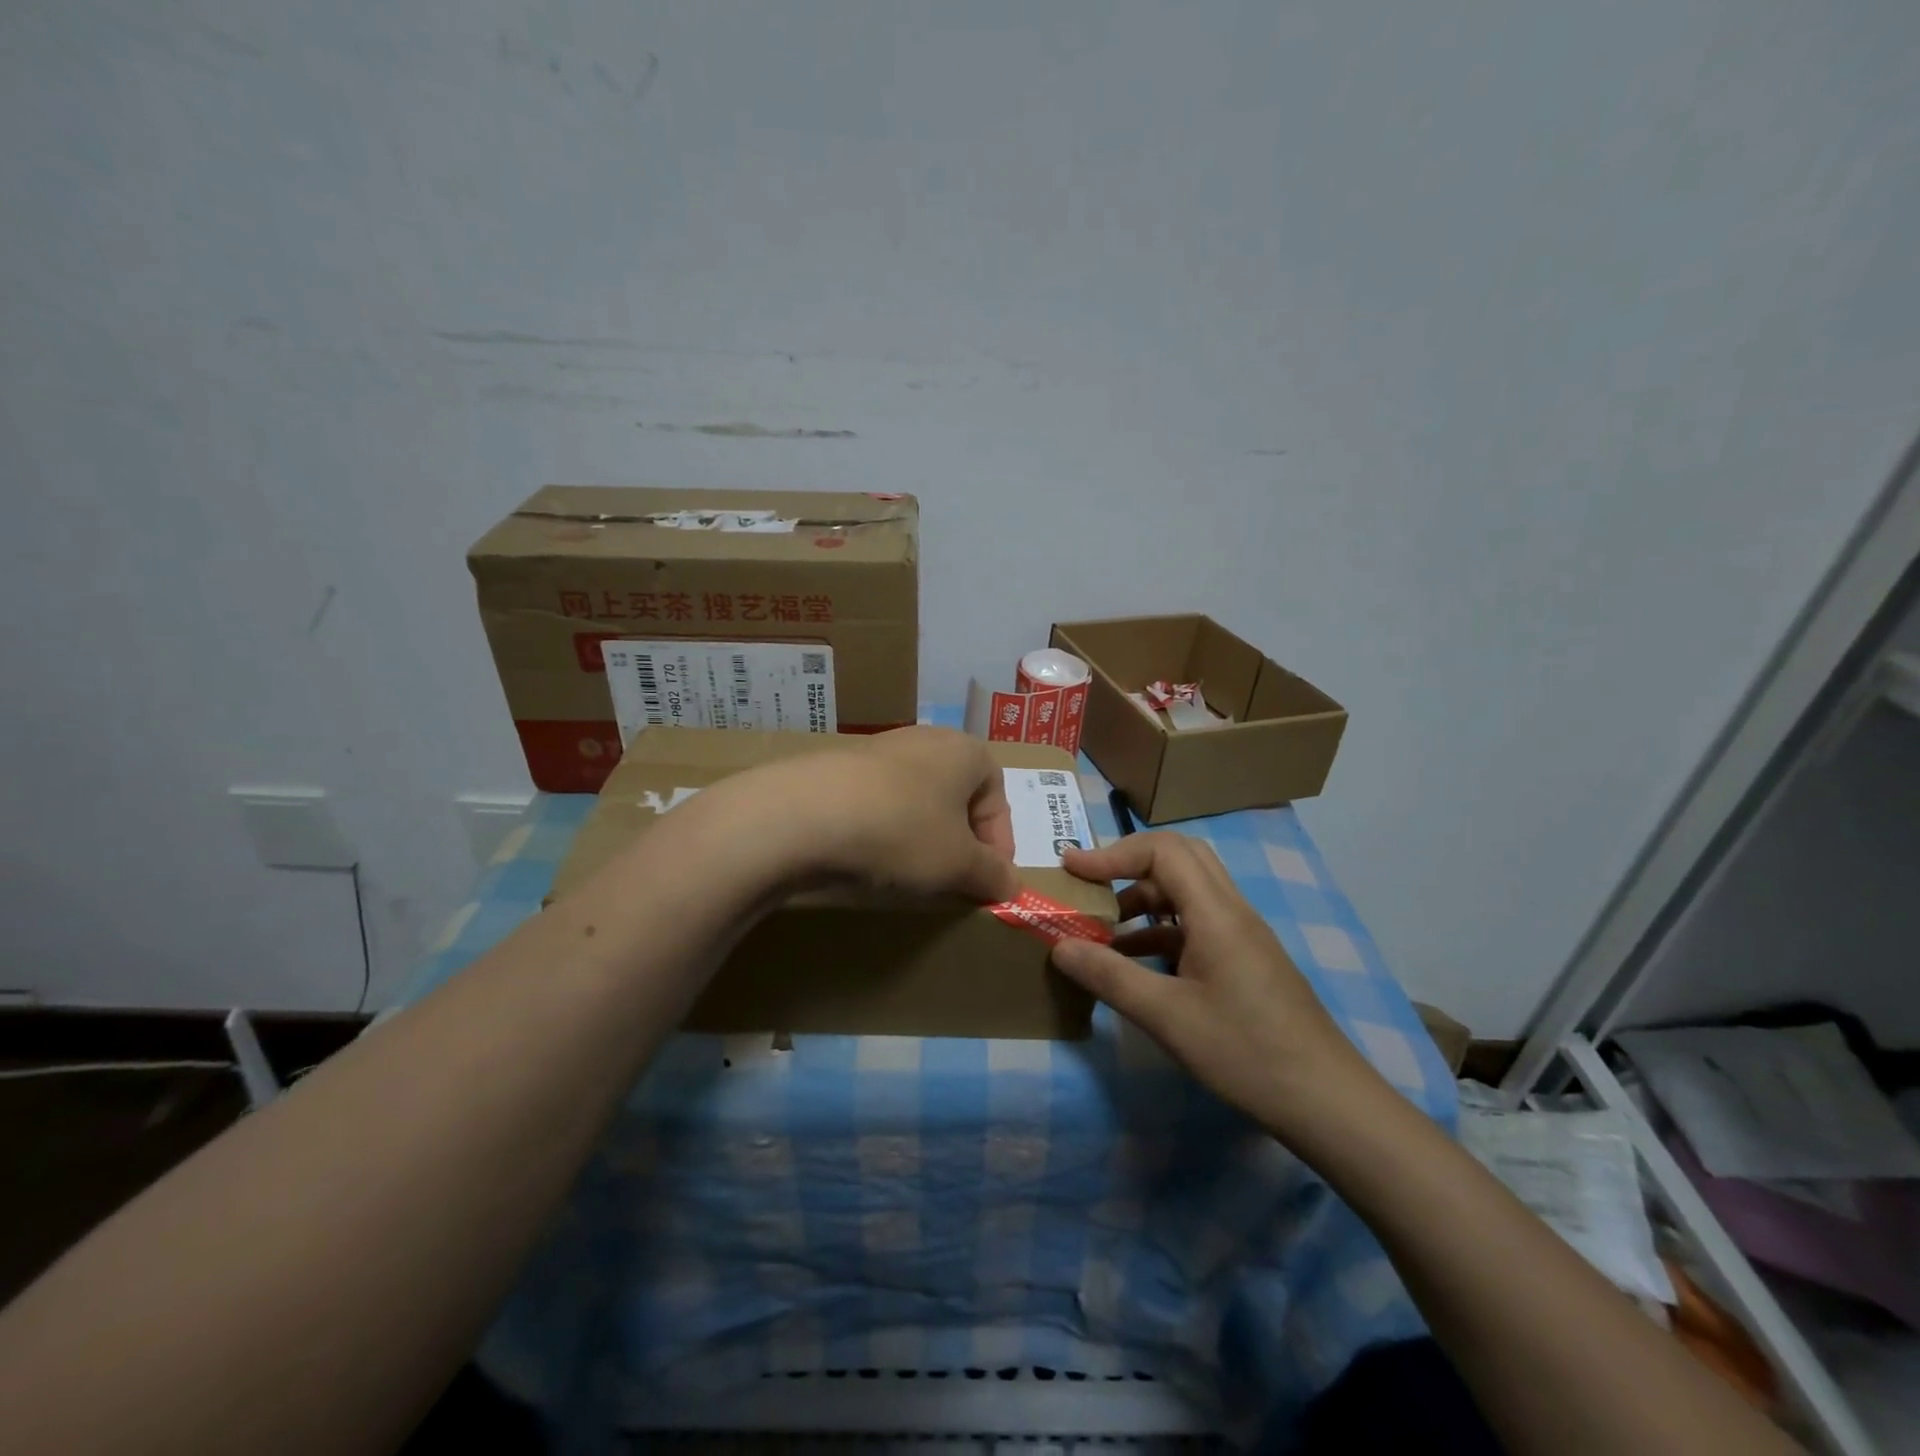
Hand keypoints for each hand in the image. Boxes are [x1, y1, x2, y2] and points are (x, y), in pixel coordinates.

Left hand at [782, 727, 1019, 902]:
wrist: (803, 815)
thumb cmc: (902, 831)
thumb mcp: (959, 863)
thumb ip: (993, 874)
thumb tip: (1012, 885)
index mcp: (965, 751)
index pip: (997, 797)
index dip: (999, 843)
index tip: (988, 881)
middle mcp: (925, 740)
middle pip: (957, 796)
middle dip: (960, 840)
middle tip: (953, 879)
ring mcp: (877, 750)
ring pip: (916, 799)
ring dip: (921, 836)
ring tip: (911, 873)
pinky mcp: (838, 769)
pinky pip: (877, 803)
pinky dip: (883, 831)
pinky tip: (870, 858)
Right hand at [1051, 833, 1377, 1139]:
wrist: (1327, 1101)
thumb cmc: (1245, 1053)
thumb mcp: (1167, 1017)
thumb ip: (1110, 976)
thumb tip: (1059, 946)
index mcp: (1216, 912)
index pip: (1162, 850)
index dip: (1112, 853)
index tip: (1072, 870)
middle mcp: (1231, 911)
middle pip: (1179, 858)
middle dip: (1128, 865)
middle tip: (1090, 886)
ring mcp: (1242, 935)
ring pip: (1188, 892)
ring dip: (1144, 900)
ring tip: (1103, 930)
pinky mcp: (1246, 960)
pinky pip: (1197, 924)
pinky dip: (1161, 931)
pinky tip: (1136, 965)